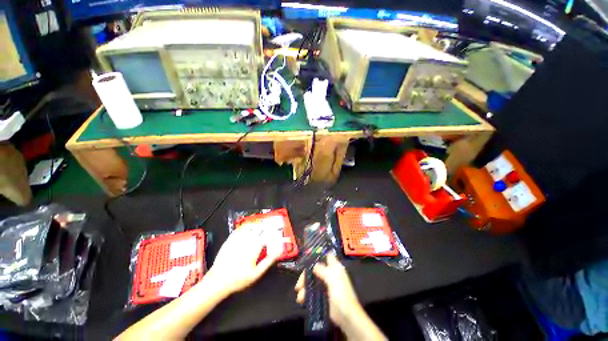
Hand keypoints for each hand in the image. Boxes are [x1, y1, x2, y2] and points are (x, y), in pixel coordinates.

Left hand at [205, 226, 281, 295]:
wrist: (218, 281)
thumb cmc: (238, 279)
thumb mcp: (256, 273)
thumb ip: (268, 261)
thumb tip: (277, 252)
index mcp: (254, 248)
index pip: (266, 235)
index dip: (272, 231)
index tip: (276, 230)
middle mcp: (246, 241)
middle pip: (258, 229)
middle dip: (265, 226)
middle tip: (269, 225)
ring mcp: (237, 240)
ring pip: (249, 227)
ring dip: (256, 224)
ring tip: (260, 224)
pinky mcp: (229, 241)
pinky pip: (238, 229)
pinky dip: (245, 226)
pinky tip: (247, 226)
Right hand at [295, 253, 363, 326]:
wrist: (347, 317)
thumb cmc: (341, 295)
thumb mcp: (332, 279)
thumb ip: (322, 270)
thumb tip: (314, 265)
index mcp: (335, 267)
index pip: (326, 256)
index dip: (317, 256)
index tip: (306, 260)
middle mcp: (330, 274)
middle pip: (316, 269)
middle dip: (306, 276)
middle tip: (299, 285)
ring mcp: (326, 285)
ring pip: (313, 281)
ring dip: (305, 287)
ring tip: (299, 297)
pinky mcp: (324, 296)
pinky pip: (313, 291)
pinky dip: (306, 294)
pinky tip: (301, 300)